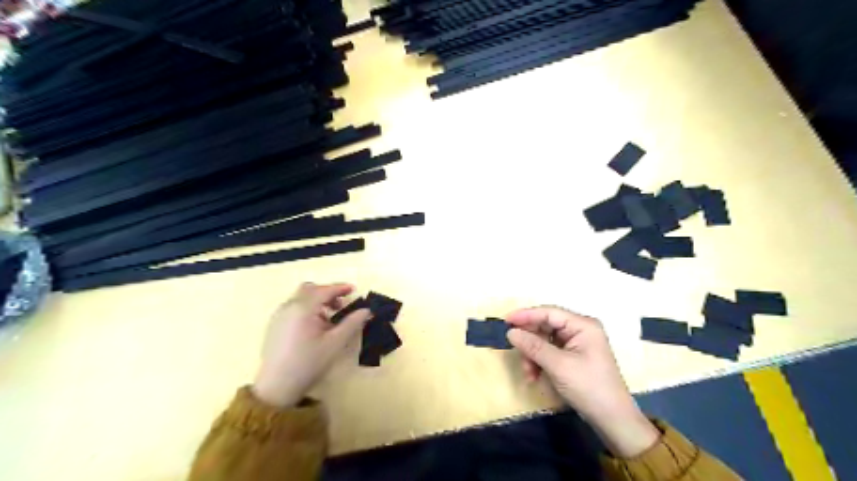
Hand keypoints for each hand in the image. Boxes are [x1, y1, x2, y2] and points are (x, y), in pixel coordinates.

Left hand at [248, 282, 367, 408]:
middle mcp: (289, 307)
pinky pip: (294, 307)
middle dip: (327, 293)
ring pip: (301, 298)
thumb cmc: (309, 363)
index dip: (340, 288)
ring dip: (317, 301)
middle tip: (341, 305)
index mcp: (303, 308)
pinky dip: (307, 308)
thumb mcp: (335, 343)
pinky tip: (315, 327)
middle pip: (310, 289)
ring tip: (330, 318)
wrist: (277, 387)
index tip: (354, 290)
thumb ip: (352, 323)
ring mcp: (279, 315)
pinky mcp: (275, 325)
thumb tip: (366, 310)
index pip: (324, 290)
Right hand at [503, 306, 656, 455]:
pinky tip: (535, 377)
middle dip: (530, 342)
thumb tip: (511, 332)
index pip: (549, 313)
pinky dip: (540, 363)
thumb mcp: (558, 366)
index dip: (526, 315)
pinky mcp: (573, 357)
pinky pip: (549, 353)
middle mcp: (580, 330)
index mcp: (582, 325)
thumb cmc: (589, 387)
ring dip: (533, 356)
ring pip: (544, 341)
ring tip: (529, 374)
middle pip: (545, 327)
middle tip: (516, 353)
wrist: (613, 420)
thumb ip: (533, 346)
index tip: (505, 321)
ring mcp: (577, 344)